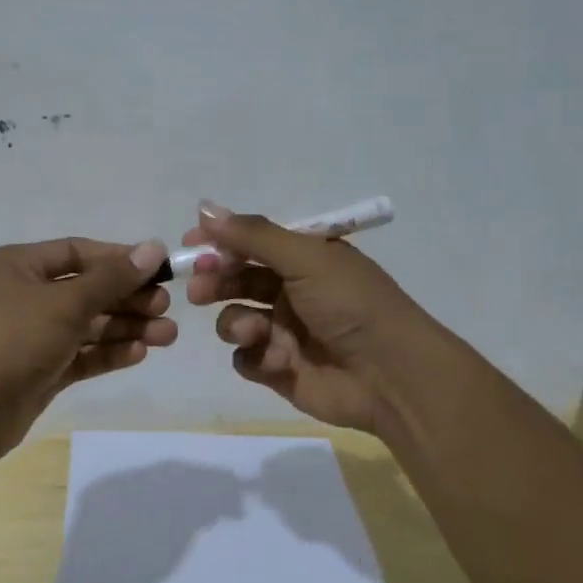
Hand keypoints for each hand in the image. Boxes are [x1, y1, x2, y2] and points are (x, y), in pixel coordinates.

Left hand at [0, 237, 174, 462]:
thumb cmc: (11, 339)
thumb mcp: (65, 302)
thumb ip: (111, 278)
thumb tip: (153, 248)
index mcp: (18, 266)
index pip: (77, 252)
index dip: (119, 259)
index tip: (159, 269)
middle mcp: (23, 295)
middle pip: (86, 290)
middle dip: (128, 298)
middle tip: (166, 307)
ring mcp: (31, 335)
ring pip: (87, 325)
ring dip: (125, 328)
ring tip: (167, 336)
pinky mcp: (39, 370)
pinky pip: (80, 354)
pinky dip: (107, 353)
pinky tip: (139, 354)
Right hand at [182, 203, 435, 432]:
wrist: (390, 375)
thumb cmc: (351, 304)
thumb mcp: (305, 258)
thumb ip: (252, 235)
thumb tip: (203, 207)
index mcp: (305, 258)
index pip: (252, 242)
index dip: (221, 241)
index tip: (191, 242)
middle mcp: (292, 290)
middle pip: (237, 279)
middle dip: (216, 281)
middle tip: (199, 287)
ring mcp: (284, 331)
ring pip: (235, 319)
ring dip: (236, 323)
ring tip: (254, 331)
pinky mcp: (279, 369)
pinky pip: (246, 358)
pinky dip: (255, 356)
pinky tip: (277, 360)